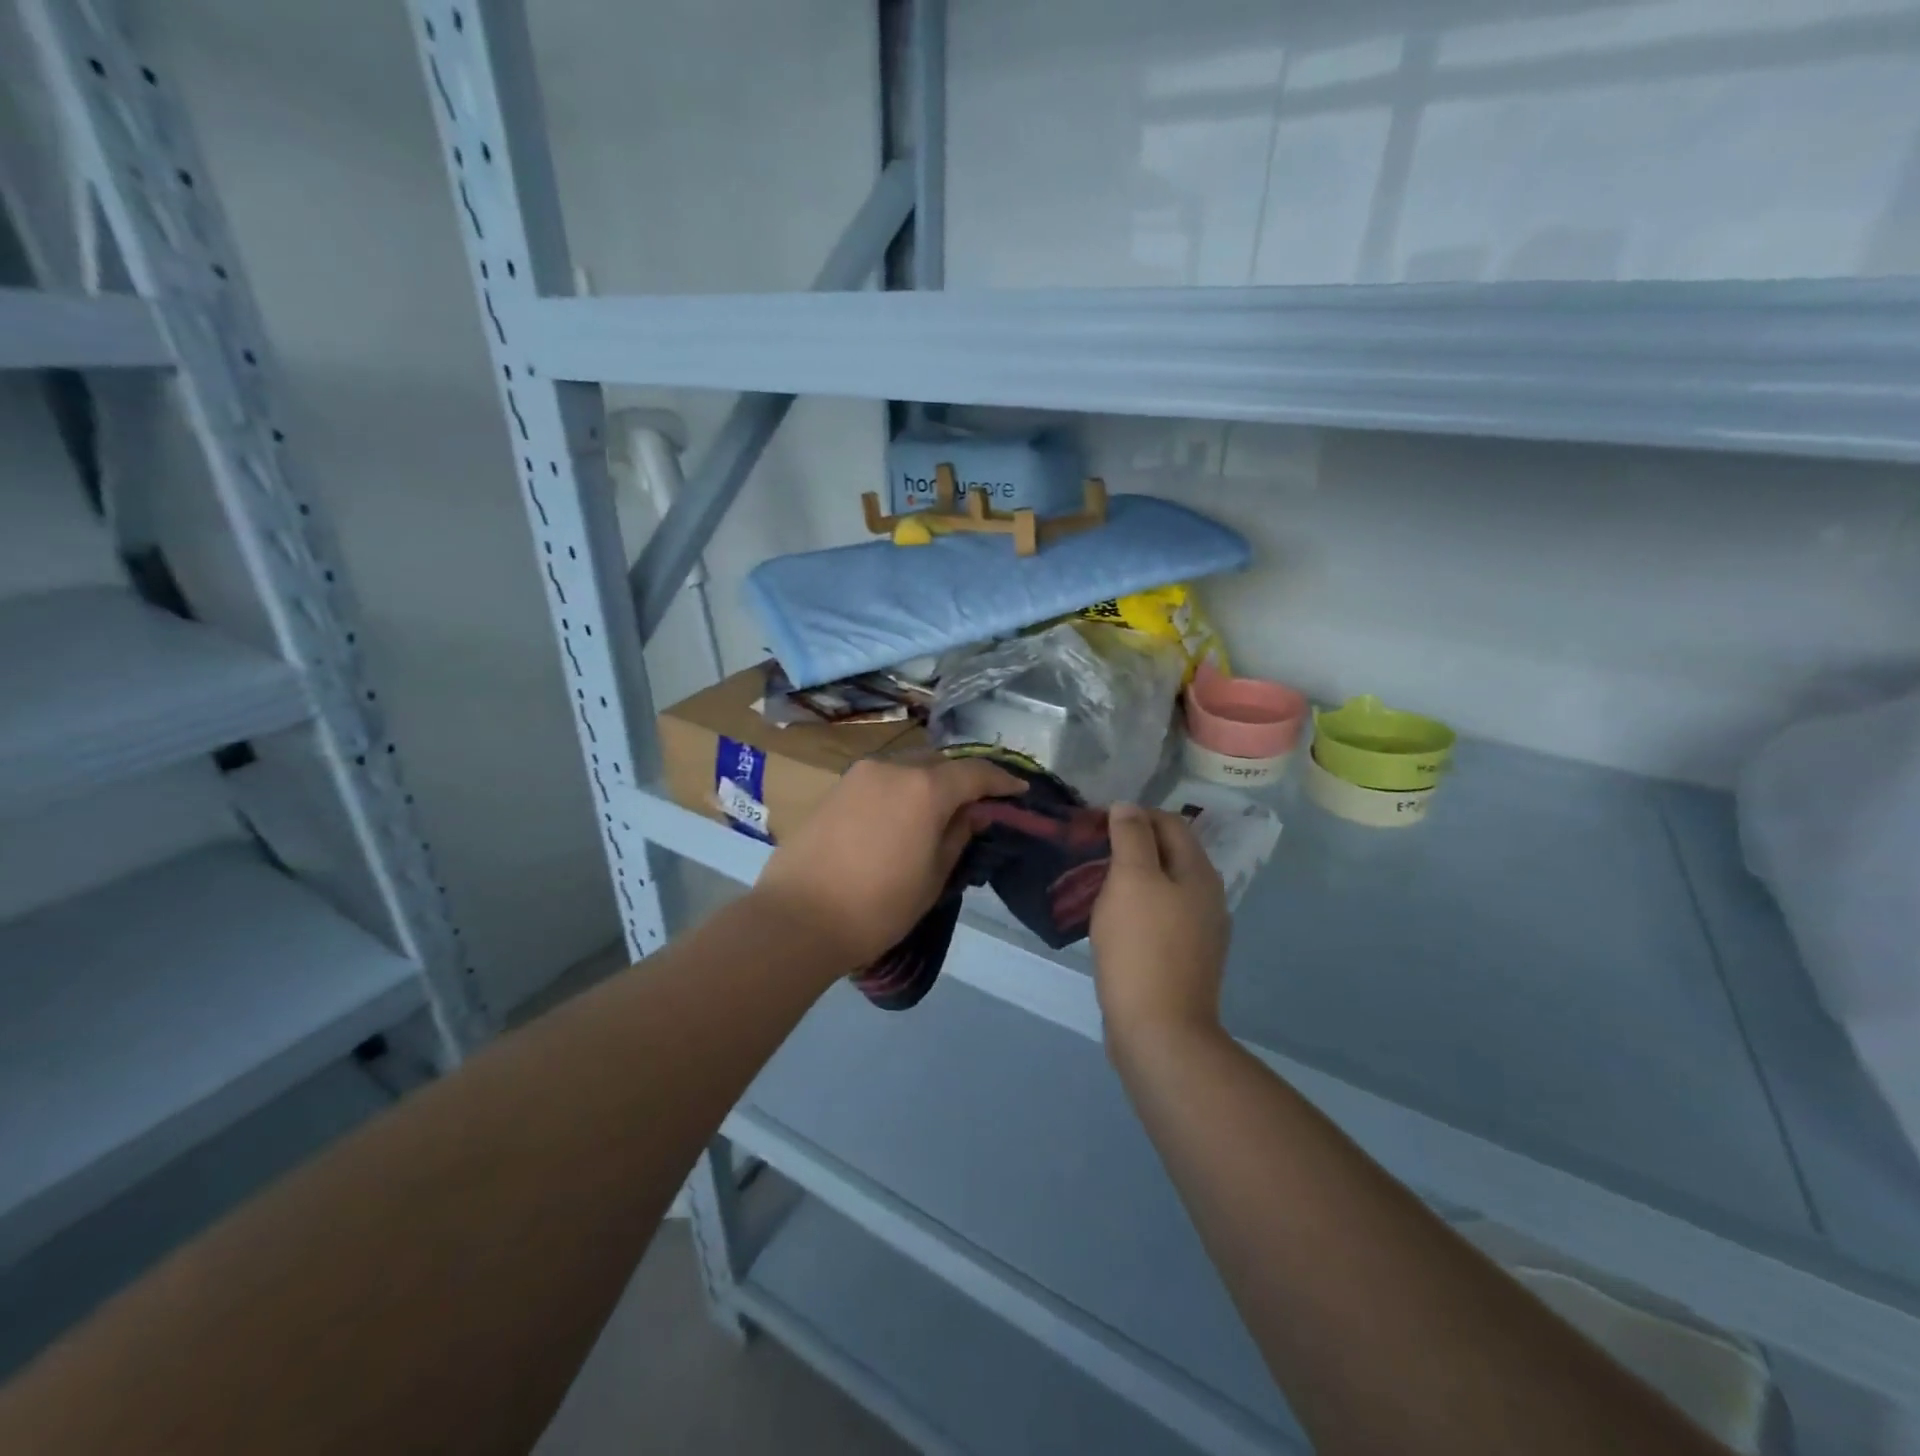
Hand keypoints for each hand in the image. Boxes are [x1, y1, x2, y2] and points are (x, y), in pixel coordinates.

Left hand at [749, 755, 1022, 971]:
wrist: (797, 919)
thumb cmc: (878, 906)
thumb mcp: (933, 877)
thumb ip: (958, 836)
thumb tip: (973, 812)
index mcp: (925, 788)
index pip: (975, 773)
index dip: (1001, 781)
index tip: (1019, 790)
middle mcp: (893, 768)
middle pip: (940, 763)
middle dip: (963, 779)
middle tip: (978, 805)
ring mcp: (859, 775)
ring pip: (908, 768)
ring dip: (929, 783)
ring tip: (939, 812)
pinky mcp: (836, 789)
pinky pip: (881, 781)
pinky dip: (901, 791)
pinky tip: (902, 817)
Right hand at [1090, 805, 1229, 1048]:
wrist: (1160, 1030)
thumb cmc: (1142, 946)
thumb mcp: (1131, 880)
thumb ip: (1131, 837)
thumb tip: (1128, 806)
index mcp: (1199, 872)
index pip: (1170, 822)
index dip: (1133, 815)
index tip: (1095, 824)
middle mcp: (1208, 897)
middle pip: (1169, 854)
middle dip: (1131, 845)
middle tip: (1090, 852)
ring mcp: (1200, 932)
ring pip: (1164, 887)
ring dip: (1132, 878)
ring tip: (1095, 884)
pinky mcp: (1184, 959)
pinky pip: (1160, 918)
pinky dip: (1136, 908)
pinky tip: (1113, 922)